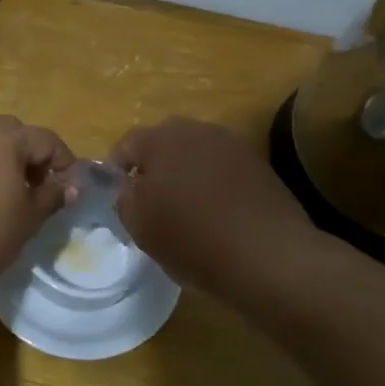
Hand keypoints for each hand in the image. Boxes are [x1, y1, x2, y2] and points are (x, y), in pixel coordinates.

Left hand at [0, 115, 76, 283]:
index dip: (64, 162)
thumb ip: (52, 197)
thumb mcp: (28, 220)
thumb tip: (70, 186)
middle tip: (35, 187)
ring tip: (0, 193)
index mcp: (6, 138)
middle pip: (10, 133)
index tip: (70, 188)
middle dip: (27, 155)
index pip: (46, 140)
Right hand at [111, 118, 314, 295]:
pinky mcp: (260, 167)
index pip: (126, 144)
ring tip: (185, 211)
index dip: (116, 172)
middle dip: (153, 170)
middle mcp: (199, 130)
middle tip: (150, 205)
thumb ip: (123, 196)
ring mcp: (234, 146)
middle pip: (164, 145)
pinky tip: (217, 216)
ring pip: (196, 156)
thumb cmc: (192, 237)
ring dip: (185, 176)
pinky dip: (214, 187)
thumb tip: (128, 185)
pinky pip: (223, 171)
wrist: (268, 256)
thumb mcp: (138, 223)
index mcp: (163, 138)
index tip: (119, 201)